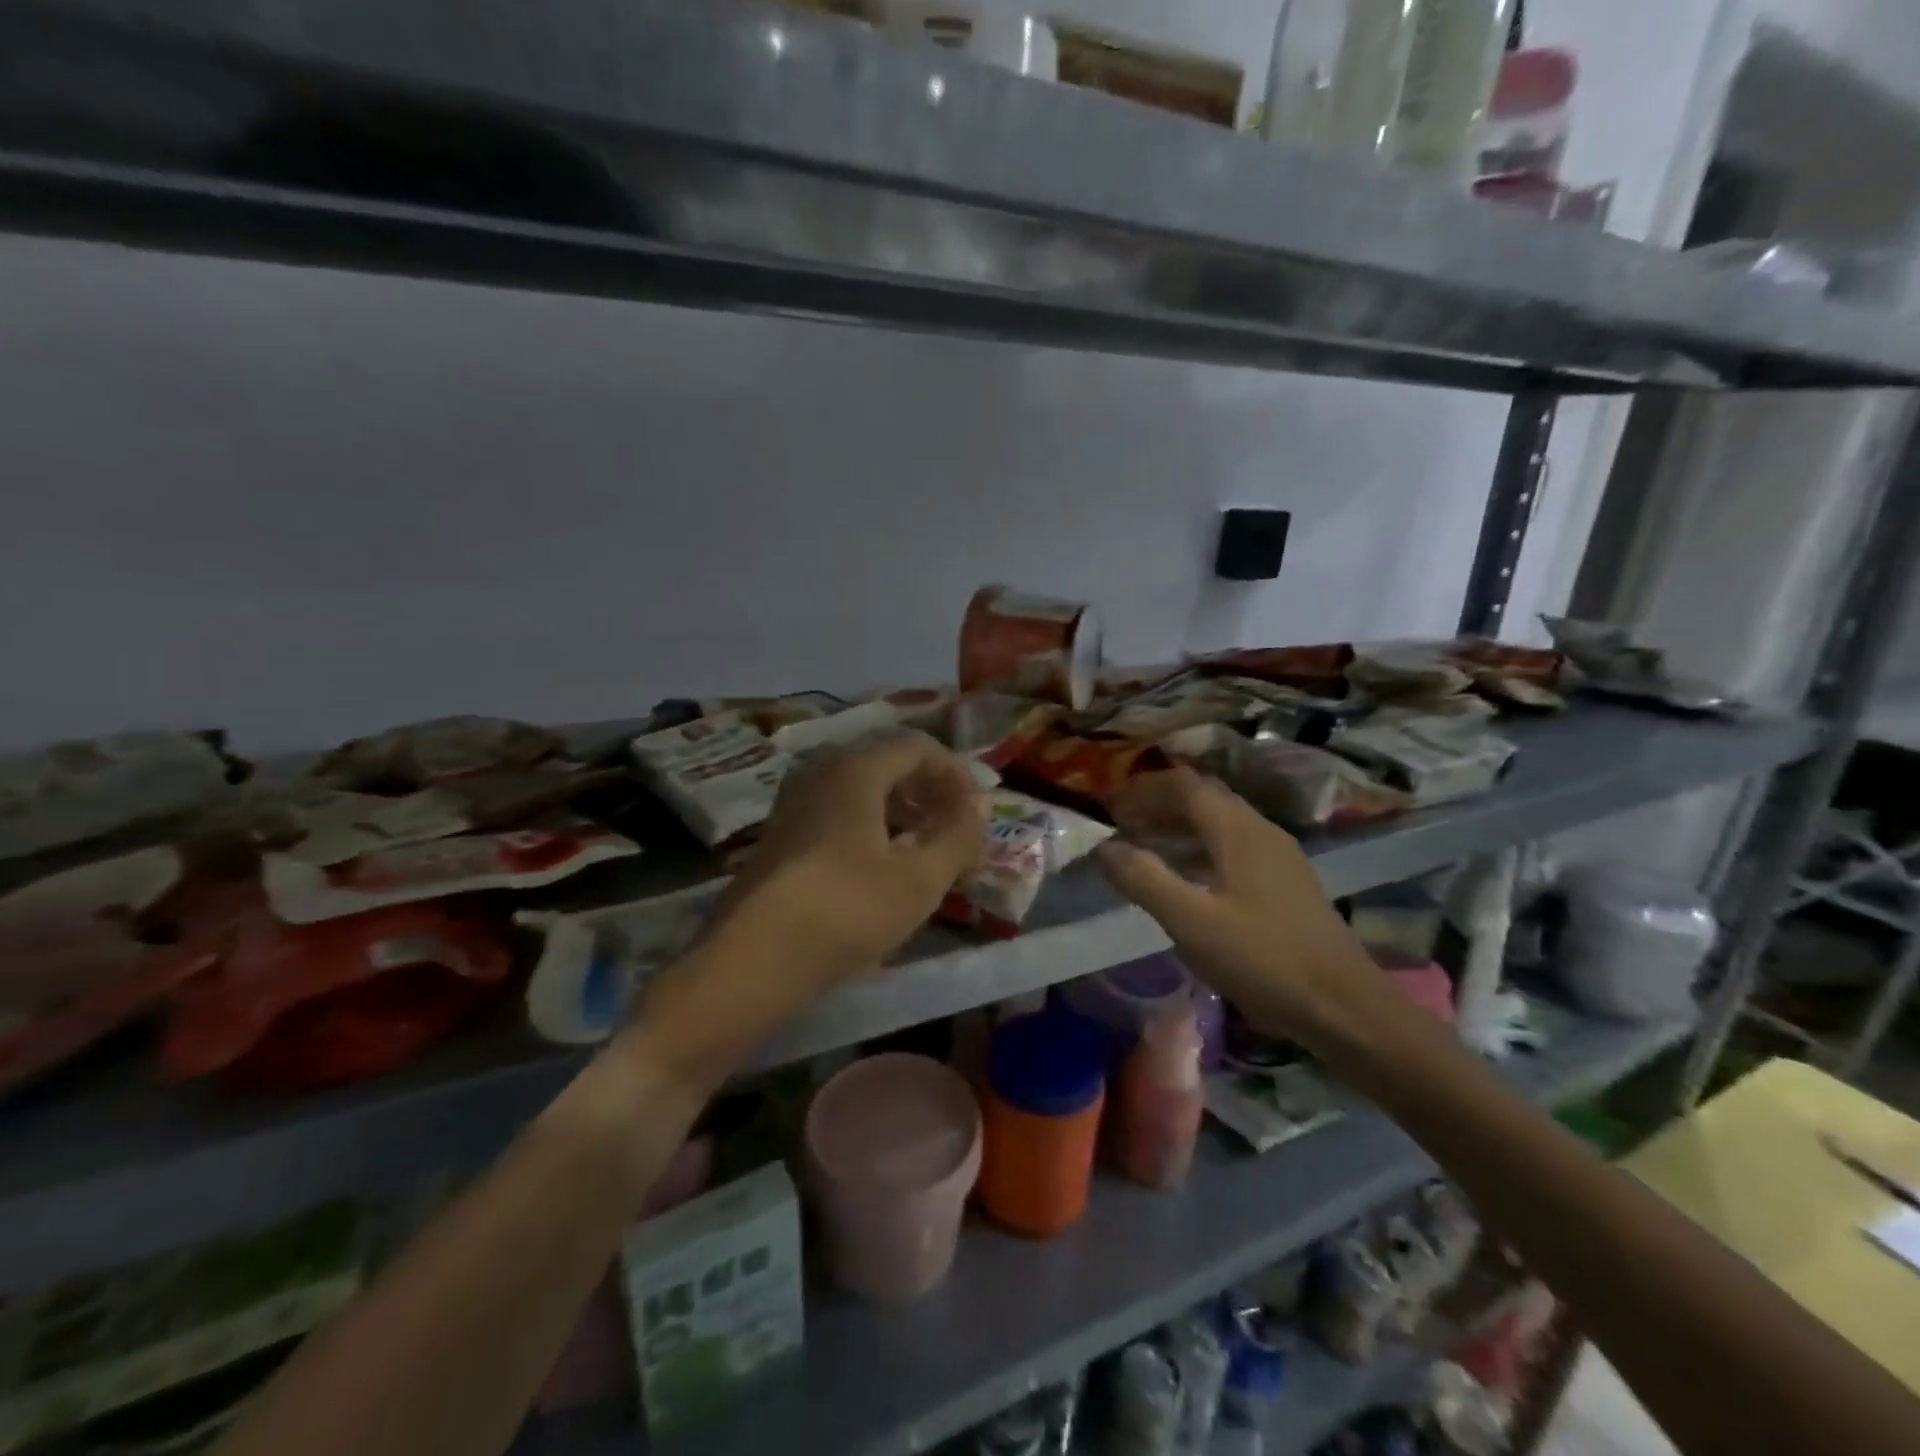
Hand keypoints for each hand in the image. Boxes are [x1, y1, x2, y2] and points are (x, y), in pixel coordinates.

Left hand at [713, 735, 988, 990]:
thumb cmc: (847, 910)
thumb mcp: (919, 878)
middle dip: (930, 798)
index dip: (956, 775)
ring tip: (926, 857)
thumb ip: (958, 835)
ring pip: (862, 796)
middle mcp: (819, 775)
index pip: (918, 749)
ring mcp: (793, 806)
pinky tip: (882, 874)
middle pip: (888, 768)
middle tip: (957, 836)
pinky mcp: (779, 840)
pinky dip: (871, 833)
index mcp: (854, 771)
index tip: (977, 813)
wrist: (751, 961)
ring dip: (902, 818)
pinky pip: (838, 818)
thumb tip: (980, 804)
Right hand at [1095, 768, 1390, 1052]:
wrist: (1345, 1006)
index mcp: (1236, 830)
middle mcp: (1260, 830)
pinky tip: (1190, 880)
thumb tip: (1104, 847)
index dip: (1143, 789)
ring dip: (1180, 826)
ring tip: (1146, 848)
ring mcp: (1279, 856)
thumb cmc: (1262, 959)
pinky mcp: (1287, 883)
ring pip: (1220, 822)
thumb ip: (1144, 879)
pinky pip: (1235, 846)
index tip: (1109, 807)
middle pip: (1203, 798)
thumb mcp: (1191, 922)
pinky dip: (1201, 848)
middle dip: (1159, 804)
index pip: (1184, 785)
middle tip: (1122, 825)